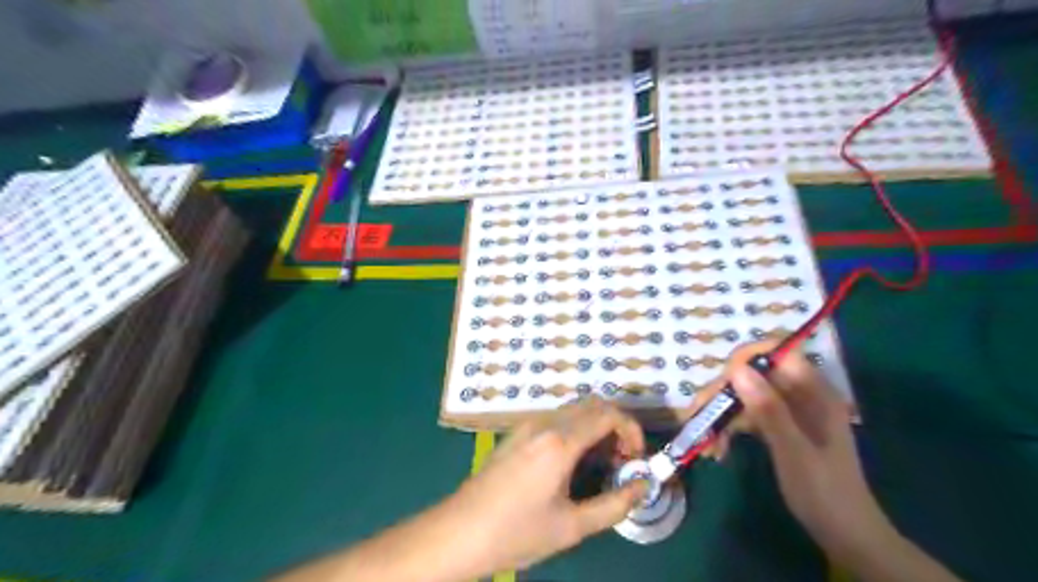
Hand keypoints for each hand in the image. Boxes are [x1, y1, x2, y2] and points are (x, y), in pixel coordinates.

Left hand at [447, 398, 645, 570]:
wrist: (459, 532)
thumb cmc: (516, 532)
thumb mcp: (572, 526)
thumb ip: (614, 504)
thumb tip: (644, 486)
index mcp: (559, 442)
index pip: (608, 414)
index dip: (631, 430)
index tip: (636, 458)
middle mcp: (544, 423)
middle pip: (592, 404)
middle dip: (615, 426)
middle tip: (621, 461)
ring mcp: (527, 425)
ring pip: (573, 410)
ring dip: (595, 427)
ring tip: (599, 465)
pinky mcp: (516, 433)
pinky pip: (555, 419)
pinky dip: (575, 429)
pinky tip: (571, 462)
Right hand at [715, 342, 891, 563]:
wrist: (844, 535)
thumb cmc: (824, 492)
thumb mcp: (793, 451)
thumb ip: (768, 409)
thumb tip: (736, 368)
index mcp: (814, 392)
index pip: (778, 353)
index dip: (747, 358)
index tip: (722, 381)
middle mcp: (800, 394)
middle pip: (753, 374)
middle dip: (724, 393)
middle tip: (699, 415)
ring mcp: (788, 411)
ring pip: (745, 395)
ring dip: (721, 414)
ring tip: (705, 443)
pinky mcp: (778, 426)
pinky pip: (747, 416)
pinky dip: (730, 429)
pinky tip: (717, 450)